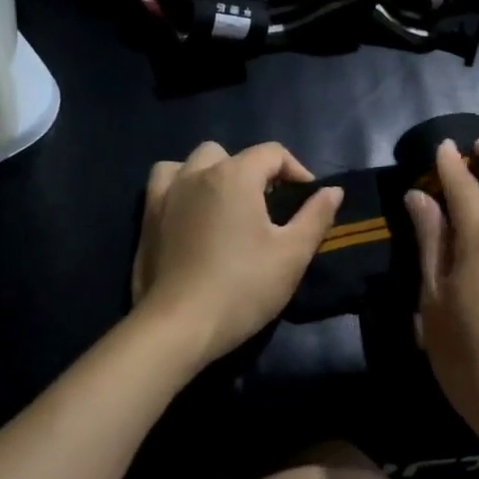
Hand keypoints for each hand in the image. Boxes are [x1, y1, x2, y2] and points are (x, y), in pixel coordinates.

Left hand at [131, 141, 342, 363]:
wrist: (180, 326)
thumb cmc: (243, 288)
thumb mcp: (292, 255)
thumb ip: (315, 216)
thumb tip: (332, 190)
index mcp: (235, 176)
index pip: (272, 153)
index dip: (296, 171)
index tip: (307, 200)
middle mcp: (197, 174)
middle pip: (230, 154)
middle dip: (253, 172)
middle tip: (267, 207)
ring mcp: (166, 194)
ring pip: (192, 162)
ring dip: (212, 174)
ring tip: (225, 204)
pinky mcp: (146, 217)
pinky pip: (163, 182)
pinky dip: (180, 186)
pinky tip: (190, 212)